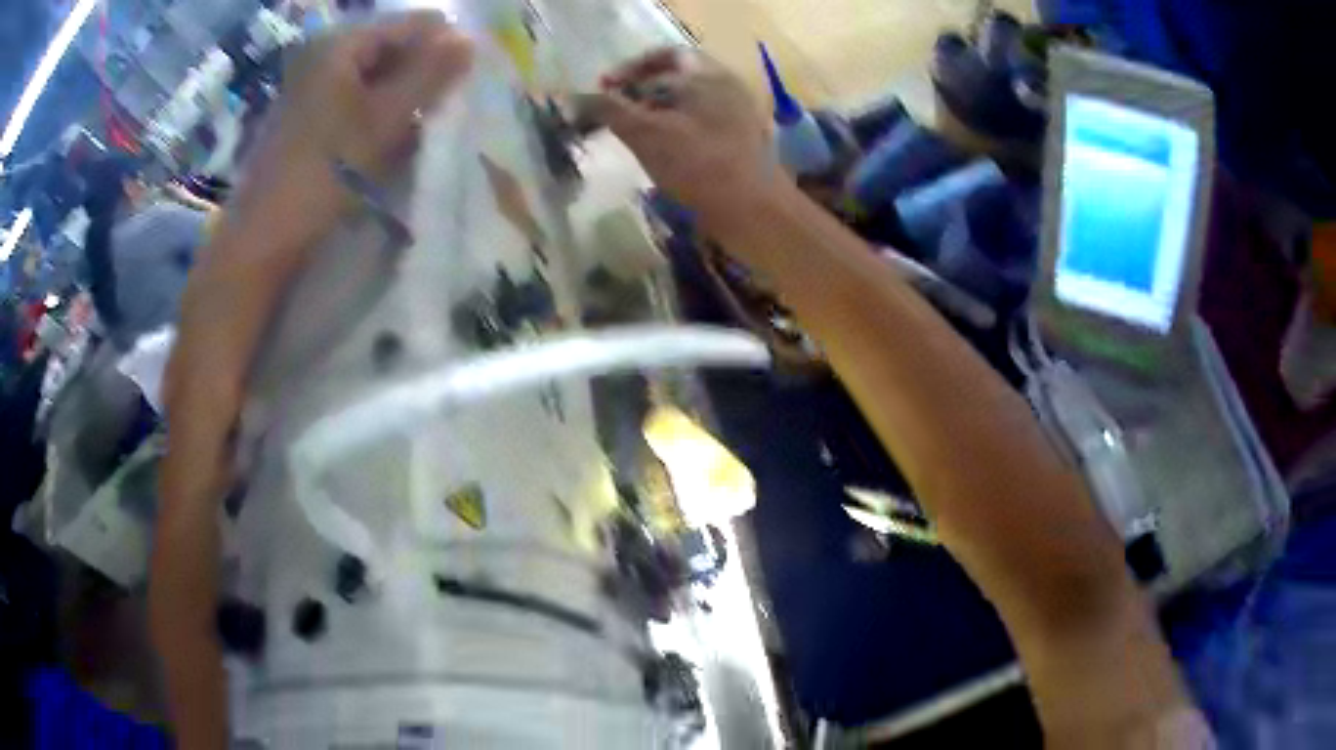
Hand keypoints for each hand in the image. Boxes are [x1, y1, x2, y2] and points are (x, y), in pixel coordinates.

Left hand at [242, 11, 473, 226]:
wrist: (265, 238)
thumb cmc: (323, 173)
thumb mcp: (383, 120)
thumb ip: (429, 75)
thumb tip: (470, 39)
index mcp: (340, 43)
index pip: (411, 24)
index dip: (443, 46)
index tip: (465, 81)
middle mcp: (326, 54)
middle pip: (394, 47)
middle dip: (424, 73)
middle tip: (444, 108)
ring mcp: (315, 85)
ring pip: (379, 76)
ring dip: (405, 97)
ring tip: (423, 127)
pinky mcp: (312, 115)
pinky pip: (360, 99)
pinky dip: (382, 114)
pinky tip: (394, 141)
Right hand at [592, 48, 781, 230]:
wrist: (755, 212)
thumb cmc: (698, 165)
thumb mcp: (645, 134)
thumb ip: (610, 110)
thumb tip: (576, 97)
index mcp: (708, 75)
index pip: (664, 55)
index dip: (629, 68)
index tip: (604, 88)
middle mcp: (727, 87)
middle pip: (676, 79)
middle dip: (640, 93)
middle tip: (615, 113)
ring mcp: (738, 115)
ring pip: (688, 103)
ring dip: (656, 113)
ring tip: (632, 135)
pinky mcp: (740, 142)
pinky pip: (701, 124)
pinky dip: (675, 130)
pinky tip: (661, 154)